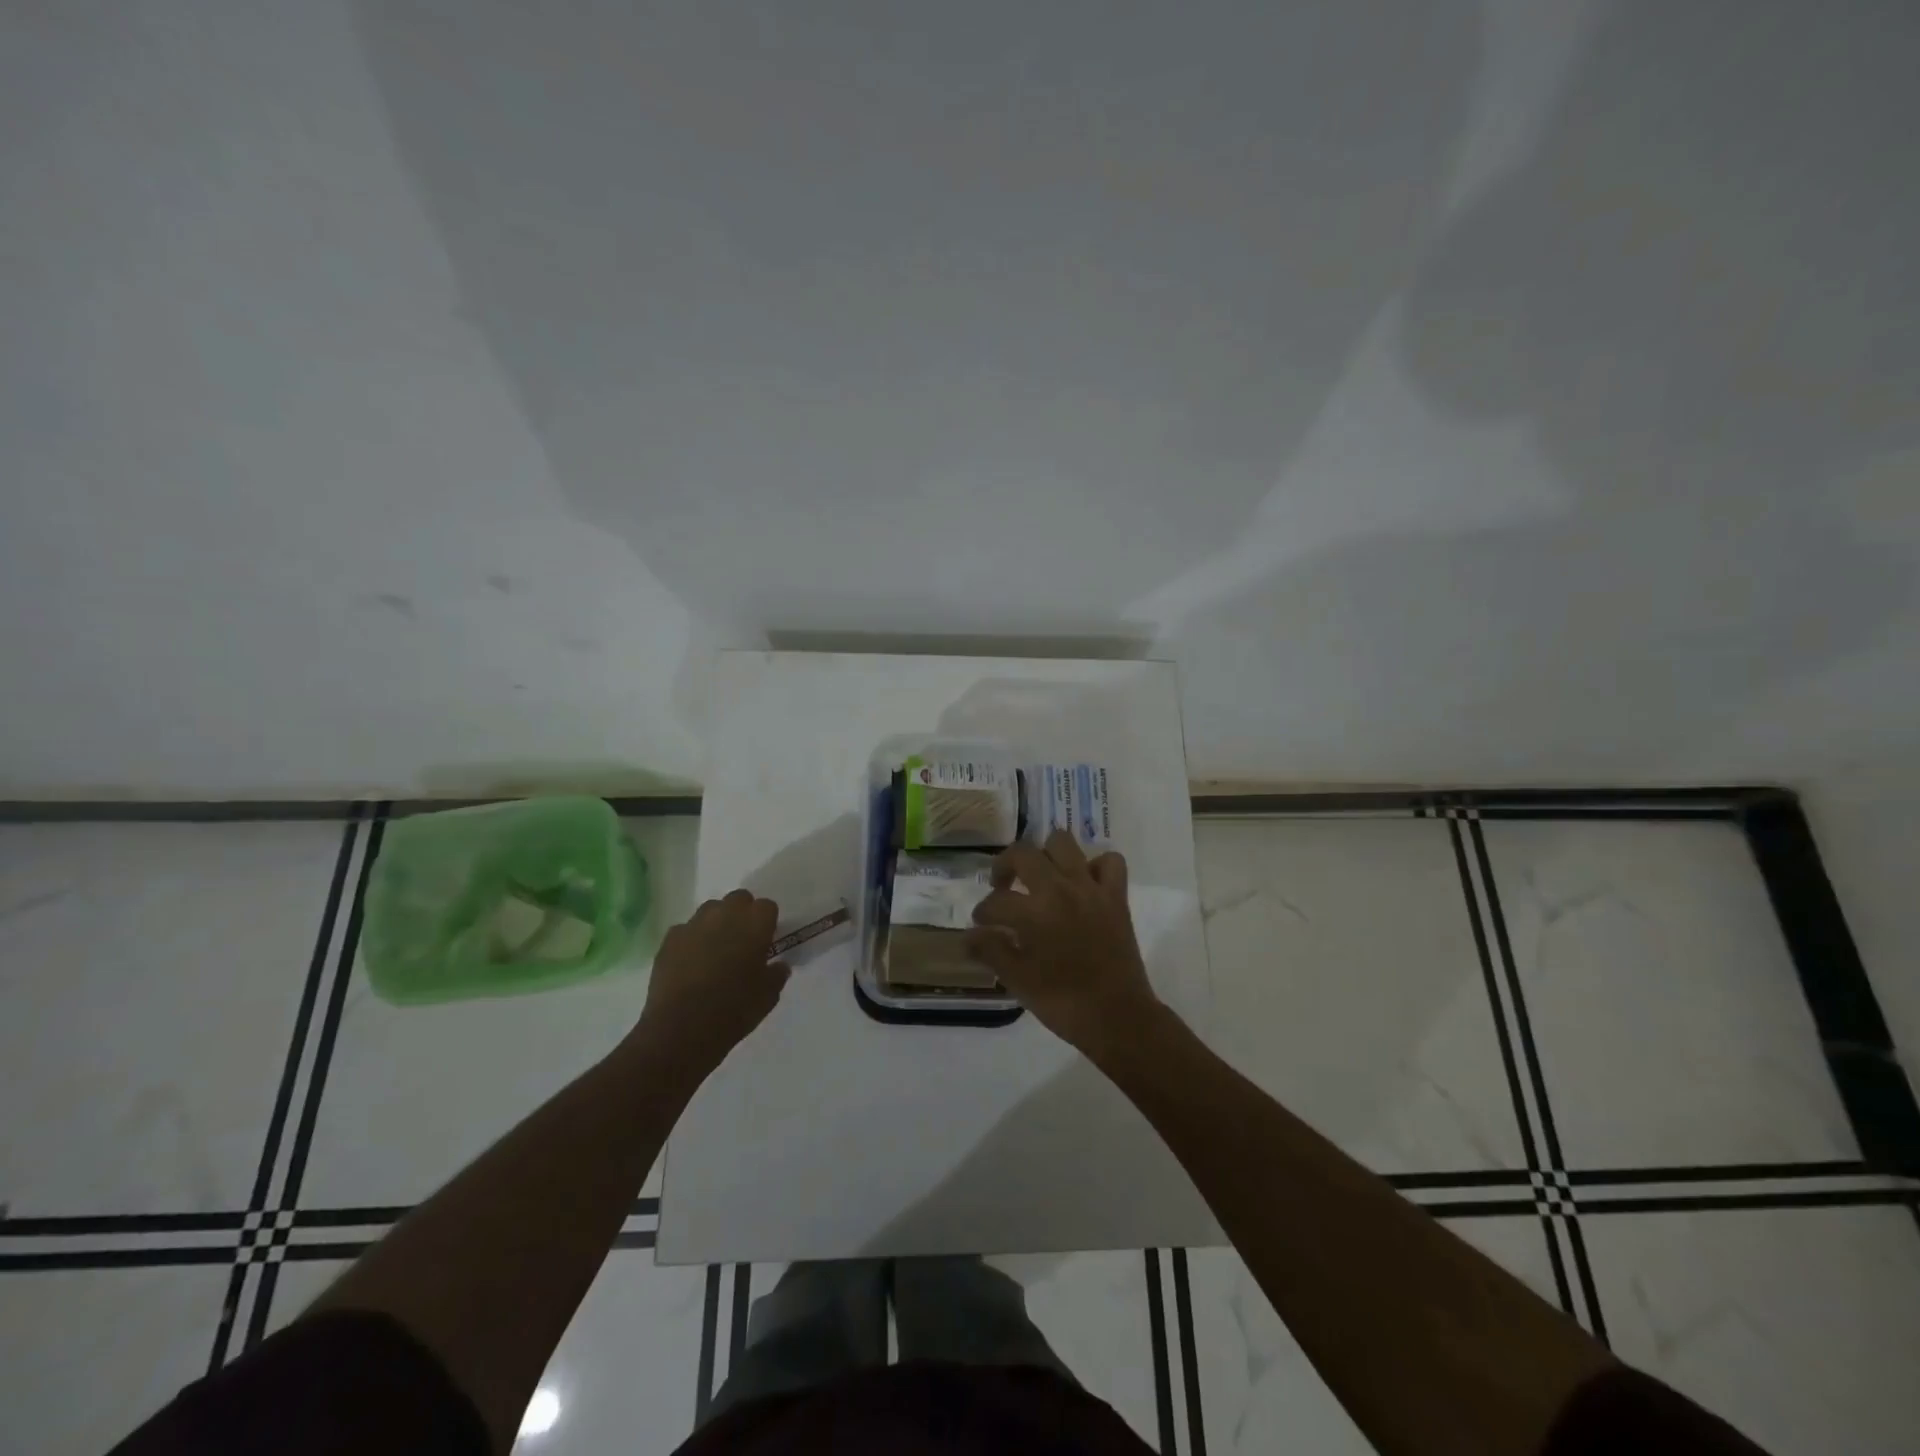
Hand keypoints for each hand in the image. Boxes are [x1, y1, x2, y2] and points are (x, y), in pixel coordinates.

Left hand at [637, 890, 789, 1073]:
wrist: (681, 1029)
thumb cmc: (734, 1010)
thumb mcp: (768, 997)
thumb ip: (776, 974)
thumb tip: (778, 965)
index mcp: (755, 924)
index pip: (767, 906)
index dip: (767, 923)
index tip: (766, 941)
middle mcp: (725, 915)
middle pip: (739, 898)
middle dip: (742, 913)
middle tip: (742, 941)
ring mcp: (694, 924)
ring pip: (710, 910)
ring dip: (716, 922)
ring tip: (715, 950)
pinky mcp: (669, 939)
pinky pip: (685, 930)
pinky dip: (691, 940)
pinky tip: (691, 963)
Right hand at [963, 831, 1163, 1054]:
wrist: (1117, 1018)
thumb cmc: (1062, 1002)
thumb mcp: (1018, 980)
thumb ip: (991, 951)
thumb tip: (968, 935)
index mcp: (1033, 911)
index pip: (996, 901)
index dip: (983, 912)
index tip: (980, 925)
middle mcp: (1060, 888)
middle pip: (1023, 853)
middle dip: (1005, 867)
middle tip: (1002, 888)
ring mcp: (1091, 888)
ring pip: (1063, 843)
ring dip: (1046, 854)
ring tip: (1040, 877)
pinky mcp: (1116, 896)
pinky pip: (1109, 861)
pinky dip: (1095, 865)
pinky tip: (1084, 883)